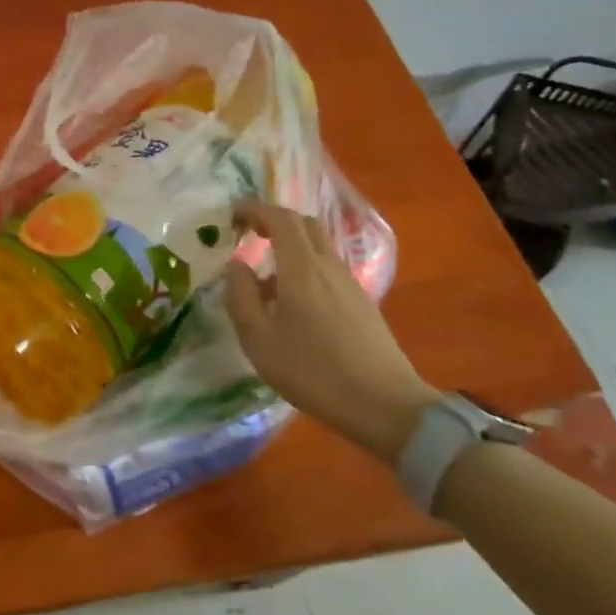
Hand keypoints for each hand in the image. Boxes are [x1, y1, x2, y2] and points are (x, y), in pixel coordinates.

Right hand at [225, 200, 437, 463]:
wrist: (383, 404)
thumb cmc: (311, 371)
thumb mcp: (258, 339)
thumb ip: (241, 296)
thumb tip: (237, 265)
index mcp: (301, 268)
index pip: (280, 219)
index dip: (254, 210)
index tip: (232, 216)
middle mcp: (329, 266)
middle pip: (304, 225)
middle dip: (274, 221)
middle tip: (249, 234)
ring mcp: (350, 283)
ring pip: (318, 248)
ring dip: (290, 248)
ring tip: (265, 280)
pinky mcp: (361, 303)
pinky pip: (327, 270)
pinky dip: (304, 270)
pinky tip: (293, 305)